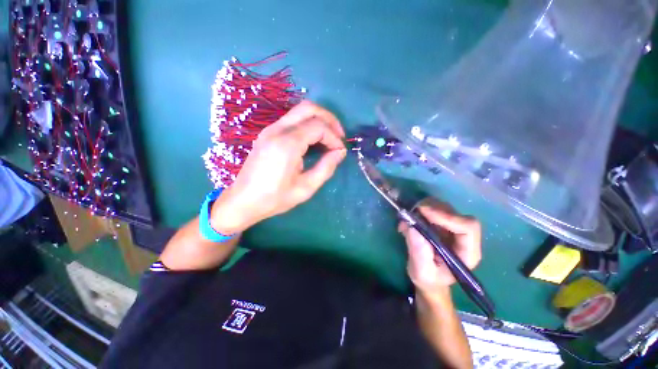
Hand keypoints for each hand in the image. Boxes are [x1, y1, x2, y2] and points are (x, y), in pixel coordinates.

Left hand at [211, 101, 346, 233]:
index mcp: (287, 144)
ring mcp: (270, 129)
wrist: (243, 201)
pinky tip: (314, 140)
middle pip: (309, 108)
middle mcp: (277, 130)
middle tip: (339, 136)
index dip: (334, 137)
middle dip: (329, 119)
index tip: (340, 152)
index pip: (318, 126)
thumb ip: (326, 167)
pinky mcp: (268, 133)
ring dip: (319, 120)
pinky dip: (308, 124)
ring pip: (300, 111)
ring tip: (329, 138)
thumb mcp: (306, 188)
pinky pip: (292, 120)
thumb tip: (340, 152)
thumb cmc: (275, 198)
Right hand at [399, 198, 481, 294]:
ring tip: (407, 220)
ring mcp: (453, 228)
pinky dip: (419, 210)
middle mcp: (464, 237)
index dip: (447, 217)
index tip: (424, 212)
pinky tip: (409, 221)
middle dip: (431, 209)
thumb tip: (412, 226)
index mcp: (467, 252)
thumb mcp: (422, 271)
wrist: (429, 278)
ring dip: (423, 208)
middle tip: (411, 213)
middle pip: (454, 213)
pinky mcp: (442, 223)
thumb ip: (419, 251)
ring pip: (443, 207)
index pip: (468, 227)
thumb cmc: (429, 279)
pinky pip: (433, 208)